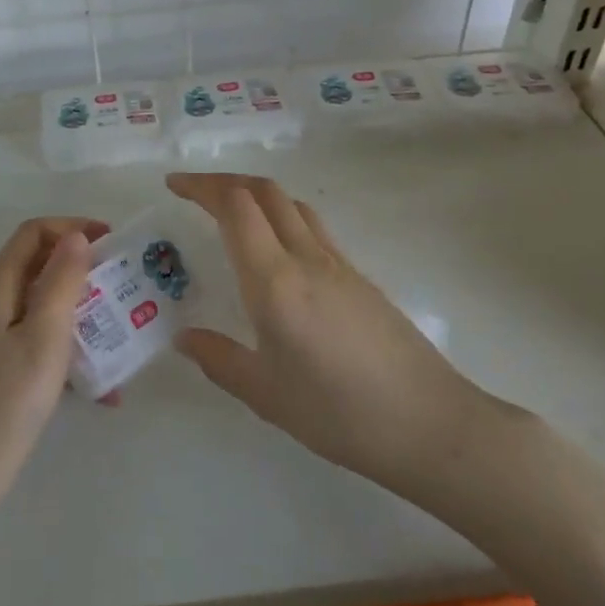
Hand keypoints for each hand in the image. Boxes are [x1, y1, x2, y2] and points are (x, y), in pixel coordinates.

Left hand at [0, 217, 106, 521]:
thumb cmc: (7, 400)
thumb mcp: (44, 335)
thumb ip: (62, 281)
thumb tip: (77, 237)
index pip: (34, 232)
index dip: (72, 227)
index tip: (112, 243)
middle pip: (41, 265)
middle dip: (84, 270)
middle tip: (125, 287)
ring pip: (47, 304)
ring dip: (85, 313)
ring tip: (122, 336)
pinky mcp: (6, 366)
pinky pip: (45, 340)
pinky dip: (74, 350)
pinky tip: (103, 388)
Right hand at [167, 173, 503, 501]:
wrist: (430, 424)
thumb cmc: (340, 414)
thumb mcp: (266, 394)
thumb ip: (219, 360)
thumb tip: (183, 337)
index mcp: (274, 282)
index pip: (236, 207)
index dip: (202, 187)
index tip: (174, 186)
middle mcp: (306, 258)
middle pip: (263, 191)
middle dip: (224, 182)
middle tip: (194, 193)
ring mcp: (338, 263)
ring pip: (291, 204)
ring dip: (255, 194)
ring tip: (230, 213)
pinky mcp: (359, 276)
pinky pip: (312, 227)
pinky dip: (282, 217)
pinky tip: (276, 253)